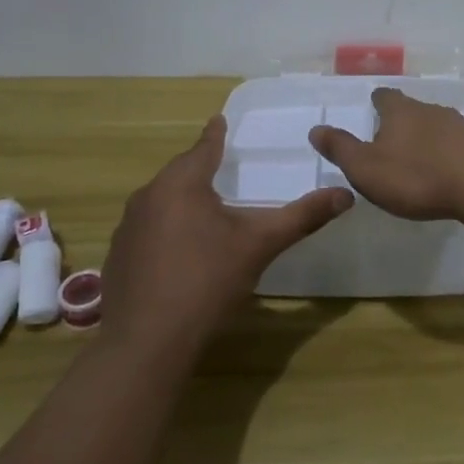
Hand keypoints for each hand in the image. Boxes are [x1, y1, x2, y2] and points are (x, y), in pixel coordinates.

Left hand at [100, 115, 351, 357]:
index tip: (219, 120)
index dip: (215, 135)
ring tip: (204, 209)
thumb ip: (302, 217)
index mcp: (181, 184)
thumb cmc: (207, 282)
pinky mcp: (117, 258)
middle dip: (199, 168)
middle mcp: (147, 197)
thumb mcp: (260, 246)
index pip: (203, 148)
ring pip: (160, 202)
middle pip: (179, 173)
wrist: (147, 343)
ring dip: (181, 200)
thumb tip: (346, 195)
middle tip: (221, 167)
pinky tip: (179, 252)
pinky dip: (165, 229)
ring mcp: (127, 229)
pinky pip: (146, 229)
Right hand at [308, 87, 463, 220]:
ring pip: (438, 125)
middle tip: (392, 140)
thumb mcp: (366, 168)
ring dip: (429, 138)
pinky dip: (451, 154)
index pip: (384, 97)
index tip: (373, 107)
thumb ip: (341, 149)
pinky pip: (460, 144)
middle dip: (403, 122)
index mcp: (399, 111)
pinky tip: (450, 171)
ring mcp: (461, 125)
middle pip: (413, 109)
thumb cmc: (416, 176)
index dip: (377, 102)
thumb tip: (316, 129)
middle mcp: (430, 110)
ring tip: (420, 158)